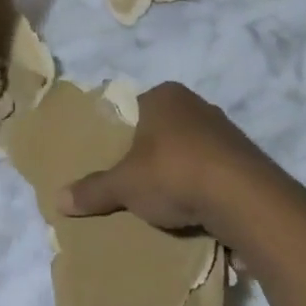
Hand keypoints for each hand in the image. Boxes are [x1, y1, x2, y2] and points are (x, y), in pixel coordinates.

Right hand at [58, 83, 305, 268]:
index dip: (123, 132)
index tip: (116, 159)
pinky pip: (215, 170)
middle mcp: (197, 104)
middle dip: (151, 152)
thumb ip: (93, 190)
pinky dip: (204, 186)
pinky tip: (195, 209)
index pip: (135, 107)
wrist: (245, 200)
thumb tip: (57, 200)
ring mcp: (227, 130)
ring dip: (180, 170)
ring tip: (165, 200)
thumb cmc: (173, 174)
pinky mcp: (248, 159)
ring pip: (191, 149)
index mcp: (164, 96)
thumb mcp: (124, 185)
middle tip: (135, 181)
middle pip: (163, 128)